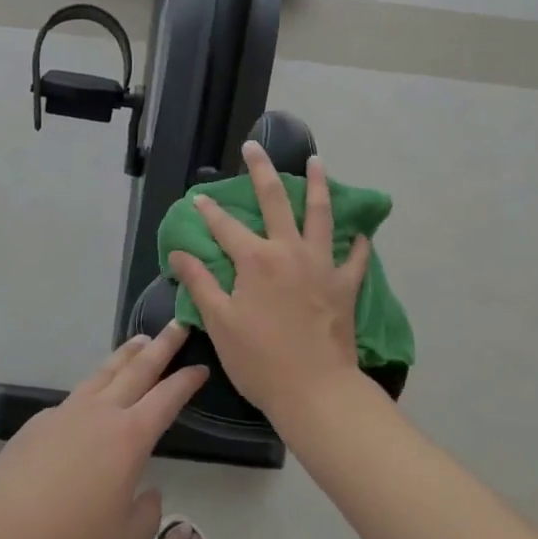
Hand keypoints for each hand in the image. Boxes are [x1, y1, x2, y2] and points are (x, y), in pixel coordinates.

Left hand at [0, 323, 207, 538]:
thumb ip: (147, 514)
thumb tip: (146, 491)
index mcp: (129, 438)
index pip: (167, 398)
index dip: (186, 381)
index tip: (200, 366)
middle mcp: (100, 414)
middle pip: (137, 369)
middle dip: (161, 346)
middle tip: (178, 325)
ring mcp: (65, 413)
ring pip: (103, 373)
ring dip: (125, 355)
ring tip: (139, 341)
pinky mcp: (37, 423)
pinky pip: (74, 397)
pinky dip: (93, 388)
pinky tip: (91, 401)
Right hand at [169, 142, 371, 428]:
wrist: (316, 391)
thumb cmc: (260, 360)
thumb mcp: (220, 323)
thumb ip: (200, 282)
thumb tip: (178, 252)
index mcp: (255, 260)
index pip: (225, 227)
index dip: (209, 211)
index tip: (199, 197)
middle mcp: (289, 251)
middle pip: (274, 201)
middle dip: (261, 171)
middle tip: (255, 147)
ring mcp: (322, 265)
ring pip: (321, 215)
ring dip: (318, 185)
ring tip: (317, 161)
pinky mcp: (345, 285)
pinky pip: (354, 257)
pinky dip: (357, 243)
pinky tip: (360, 233)